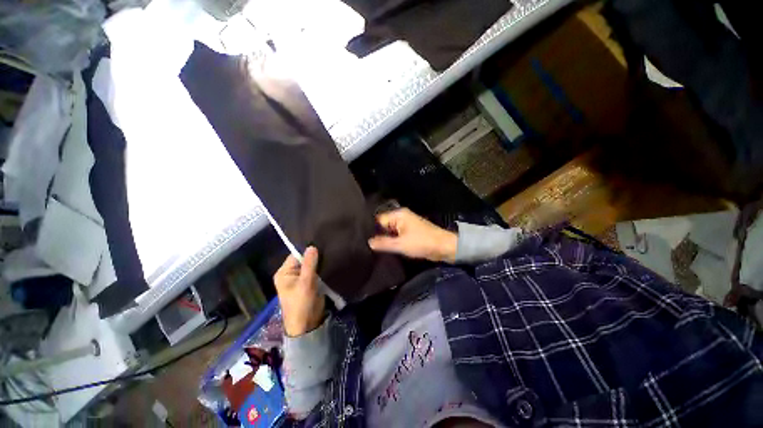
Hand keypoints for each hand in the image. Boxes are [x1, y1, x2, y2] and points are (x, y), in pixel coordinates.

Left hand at [274, 247, 324, 336]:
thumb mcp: (305, 283)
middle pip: (304, 259)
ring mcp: (301, 278)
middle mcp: (291, 273)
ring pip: (312, 264)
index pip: (296, 254)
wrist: (307, 325)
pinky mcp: (310, 282)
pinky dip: (322, 267)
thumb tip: (312, 246)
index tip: (321, 241)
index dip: (307, 249)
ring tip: (332, 251)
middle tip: (328, 245)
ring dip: (320, 261)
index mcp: (284, 273)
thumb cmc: (302, 304)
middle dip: (315, 254)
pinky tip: (331, 261)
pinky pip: (316, 271)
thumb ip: (309, 265)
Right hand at [368, 208, 457, 262]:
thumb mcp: (401, 244)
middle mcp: (401, 217)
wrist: (444, 247)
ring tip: (375, 248)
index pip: (379, 220)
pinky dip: (392, 241)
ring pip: (390, 231)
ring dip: (386, 239)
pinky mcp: (410, 232)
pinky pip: (397, 235)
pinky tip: (386, 248)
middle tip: (367, 246)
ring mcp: (406, 224)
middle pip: (384, 225)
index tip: (364, 240)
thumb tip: (368, 242)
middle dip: (378, 235)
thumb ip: (383, 243)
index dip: (372, 230)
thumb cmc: (422, 243)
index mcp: (398, 215)